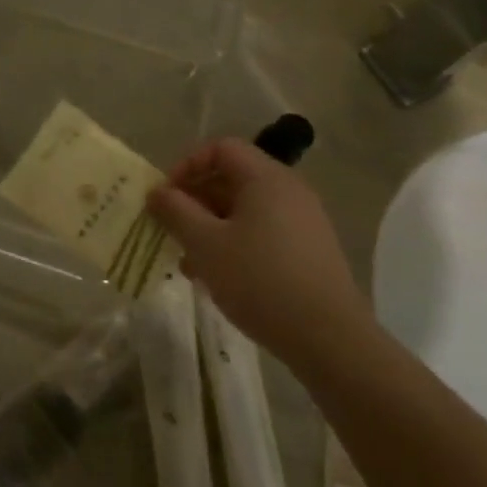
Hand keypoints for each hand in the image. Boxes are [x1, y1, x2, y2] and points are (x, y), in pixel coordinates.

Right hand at [147, 139, 367, 352]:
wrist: (329, 338)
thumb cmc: (259, 279)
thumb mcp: (205, 244)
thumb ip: (176, 212)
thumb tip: (157, 192)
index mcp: (266, 177)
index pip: (220, 148)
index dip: (187, 166)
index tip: (166, 197)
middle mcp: (289, 190)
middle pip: (233, 178)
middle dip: (196, 201)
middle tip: (172, 230)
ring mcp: (303, 221)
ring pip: (245, 210)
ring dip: (211, 227)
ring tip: (189, 262)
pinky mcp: (309, 250)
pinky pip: (263, 232)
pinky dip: (235, 244)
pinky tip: (218, 277)